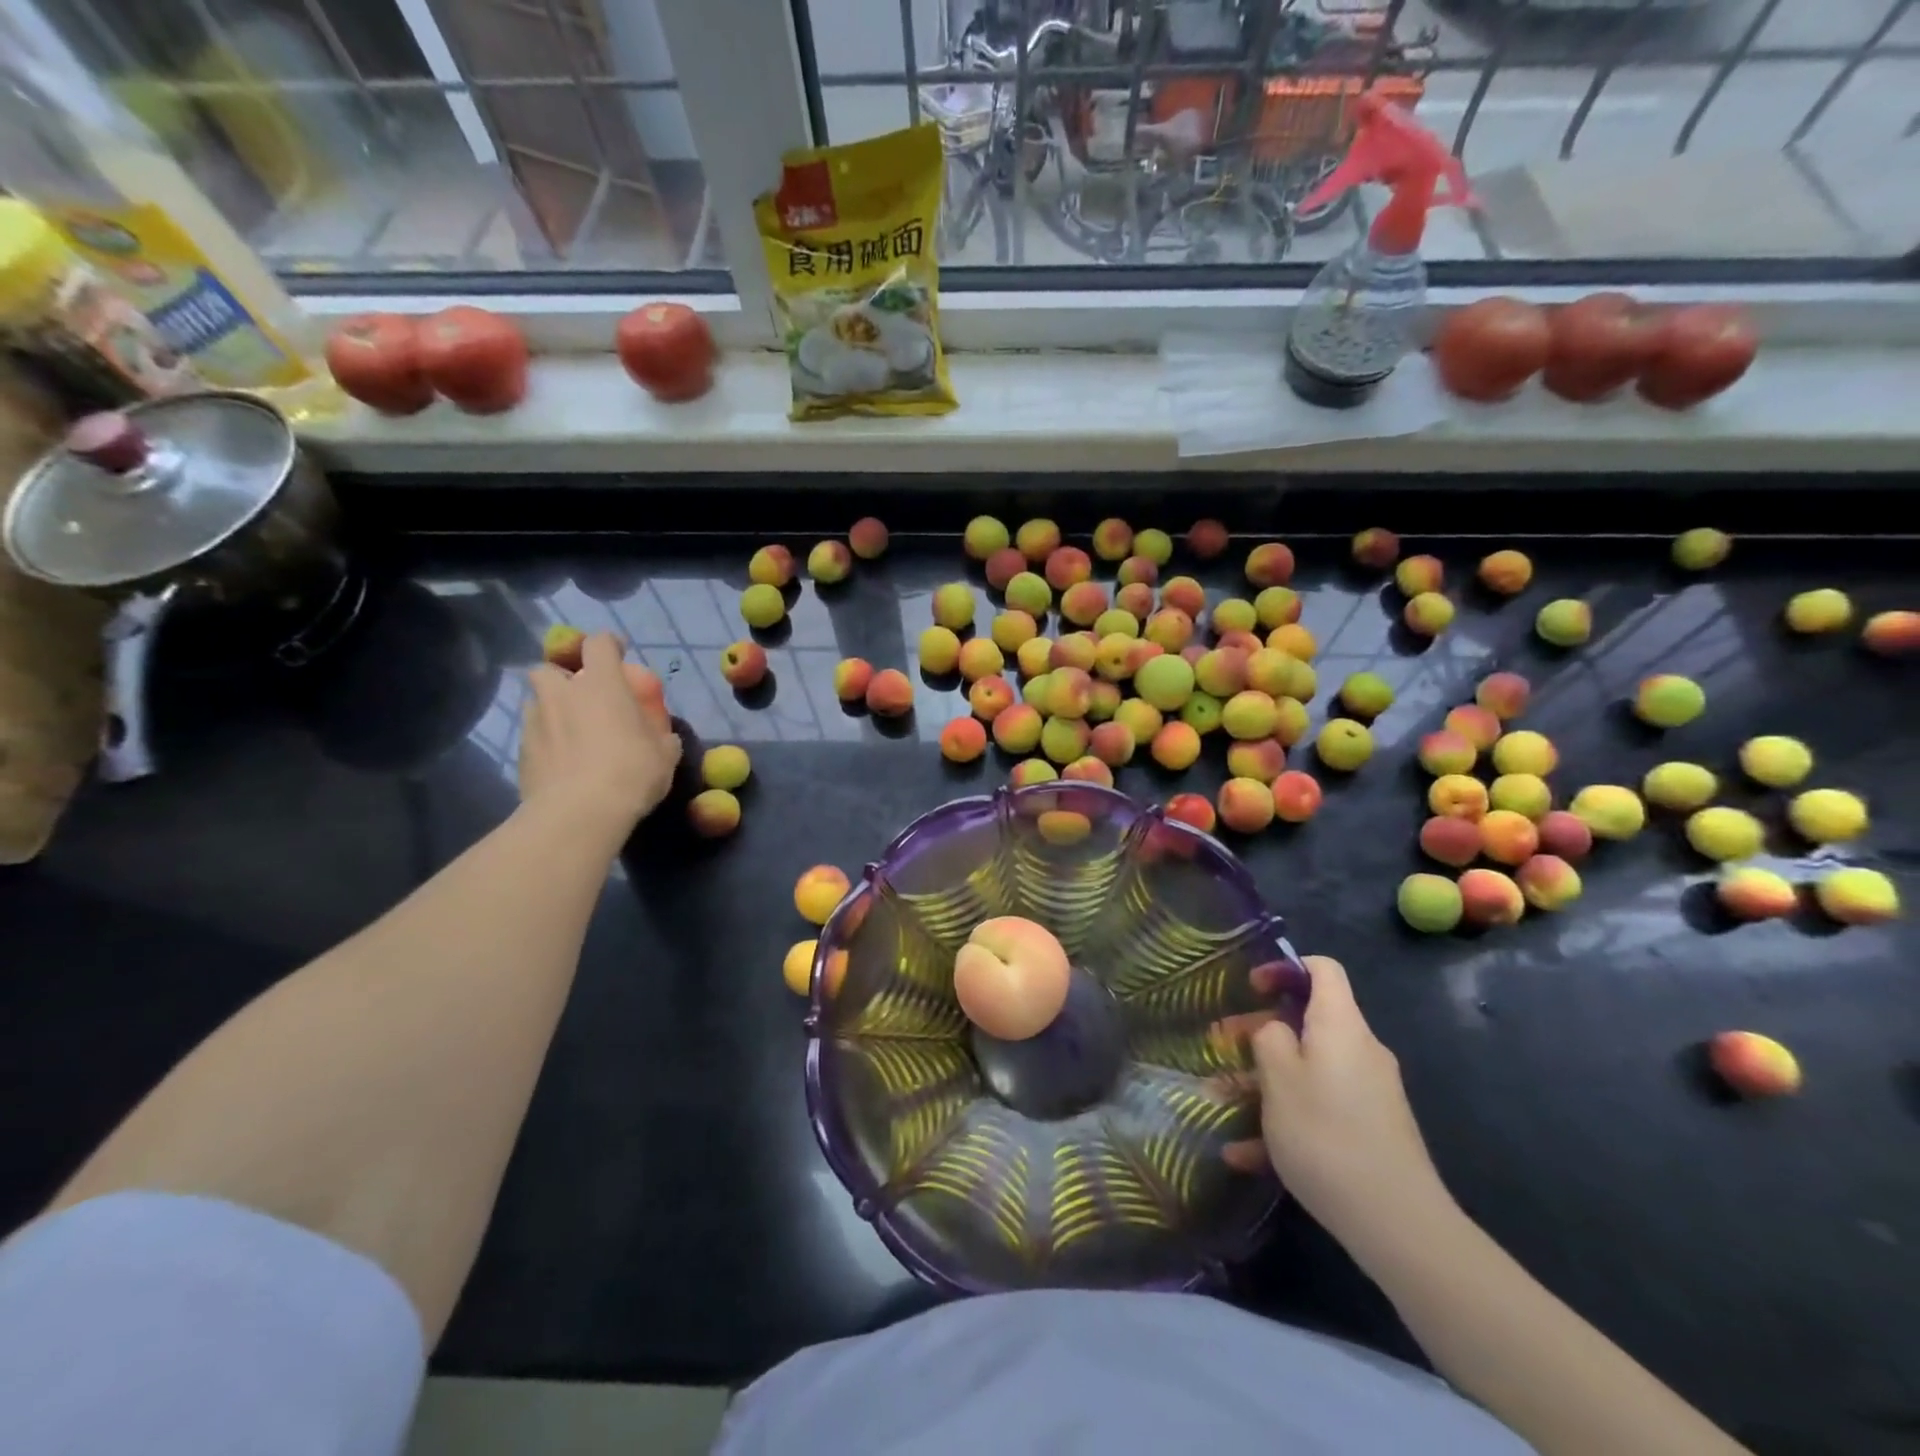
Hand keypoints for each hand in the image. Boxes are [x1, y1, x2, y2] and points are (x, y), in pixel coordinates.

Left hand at [519, 632, 680, 834]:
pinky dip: (546, 742)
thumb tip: (663, 736)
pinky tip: (562, 762)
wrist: (579, 813)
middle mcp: (562, 694)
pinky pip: (533, 735)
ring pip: (537, 702)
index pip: (599, 644)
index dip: (609, 645)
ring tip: (570, 732)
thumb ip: (661, 736)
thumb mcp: (664, 754)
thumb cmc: (631, 772)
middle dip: (563, 677)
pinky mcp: (521, 752)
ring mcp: (536, 721)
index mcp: (601, 684)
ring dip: (551, 709)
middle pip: (550, 668)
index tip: (619, 653)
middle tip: (582, 696)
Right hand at [1225, 956, 1454, 1261]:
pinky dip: (1286, 1120)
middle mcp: (1360, 1050)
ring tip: (1222, 1103)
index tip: (1252, 987)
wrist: (1397, 1223)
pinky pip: (1320, 1109)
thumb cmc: (1326, 1133)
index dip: (1286, 967)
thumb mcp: (1279, 1078)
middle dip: (1261, 1033)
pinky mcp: (1371, 1130)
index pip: (1322, 970)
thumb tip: (1277, 1029)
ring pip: (1308, 1070)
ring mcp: (1369, 1092)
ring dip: (1265, 1082)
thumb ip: (1269, 1038)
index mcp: (1340, 1025)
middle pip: (1309, 1022)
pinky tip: (1246, 1155)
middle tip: (1221, 1048)